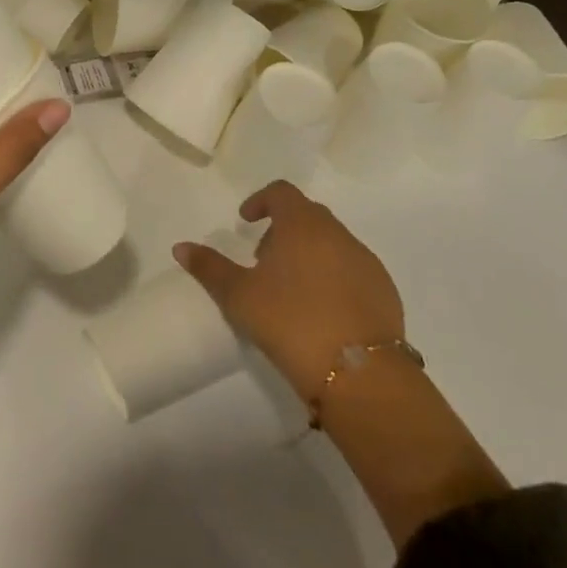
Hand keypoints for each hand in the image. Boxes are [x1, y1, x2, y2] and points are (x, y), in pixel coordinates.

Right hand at [173, 181, 404, 406]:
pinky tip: (321, 312)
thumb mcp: (239, 296)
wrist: (360, 375)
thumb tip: (180, 247)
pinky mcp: (386, 292)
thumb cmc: (290, 322)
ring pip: (332, 243)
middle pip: (308, 216)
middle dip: (283, 230)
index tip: (246, 222)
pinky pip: (353, 270)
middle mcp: (338, 234)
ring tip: (291, 290)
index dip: (261, 200)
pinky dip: (334, 277)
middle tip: (263, 260)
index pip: (282, 192)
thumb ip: (209, 267)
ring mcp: (366, 262)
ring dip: (309, 254)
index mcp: (303, 224)